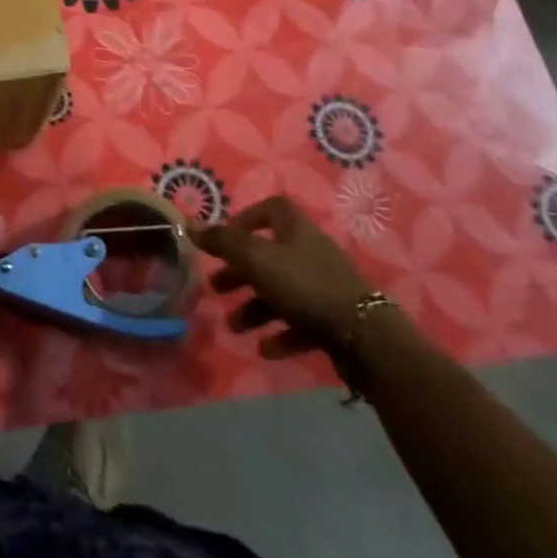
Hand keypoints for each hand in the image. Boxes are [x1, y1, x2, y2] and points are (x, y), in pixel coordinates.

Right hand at [192, 197, 377, 358]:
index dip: (246, 219)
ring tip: (235, 327)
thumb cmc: (304, 285)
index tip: (225, 239)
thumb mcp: (256, 259)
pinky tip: (265, 349)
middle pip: (269, 255)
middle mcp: (311, 253)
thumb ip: (222, 242)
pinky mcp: (335, 320)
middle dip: (240, 273)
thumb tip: (191, 224)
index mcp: (296, 230)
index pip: (272, 208)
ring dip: (255, 308)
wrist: (365, 336)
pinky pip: (301, 323)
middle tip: (216, 288)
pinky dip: (281, 334)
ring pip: (282, 292)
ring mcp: (325, 287)